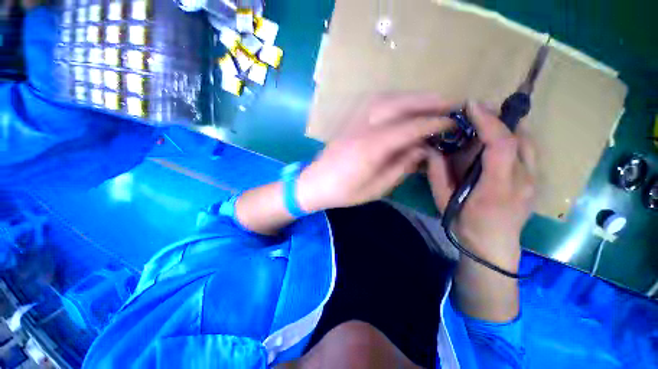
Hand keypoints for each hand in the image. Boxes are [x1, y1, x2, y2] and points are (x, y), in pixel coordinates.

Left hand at [297, 94, 455, 211]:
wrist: (316, 182)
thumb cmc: (345, 191)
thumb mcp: (377, 187)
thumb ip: (401, 166)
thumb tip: (423, 149)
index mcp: (371, 147)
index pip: (410, 127)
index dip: (434, 123)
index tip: (453, 123)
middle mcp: (364, 127)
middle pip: (399, 104)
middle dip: (428, 102)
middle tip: (450, 104)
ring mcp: (354, 120)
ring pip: (387, 98)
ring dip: (412, 97)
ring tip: (431, 102)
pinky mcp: (349, 119)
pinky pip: (375, 101)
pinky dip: (394, 99)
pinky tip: (403, 104)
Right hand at [427, 102, 535, 270]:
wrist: (492, 247)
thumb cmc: (464, 224)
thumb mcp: (442, 200)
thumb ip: (437, 173)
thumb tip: (430, 149)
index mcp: (496, 188)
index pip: (500, 145)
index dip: (487, 121)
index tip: (471, 105)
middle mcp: (524, 180)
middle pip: (519, 137)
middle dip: (497, 118)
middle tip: (475, 112)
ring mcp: (534, 180)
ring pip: (527, 141)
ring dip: (506, 126)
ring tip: (484, 123)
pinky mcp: (536, 180)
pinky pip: (528, 150)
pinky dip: (512, 137)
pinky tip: (494, 141)